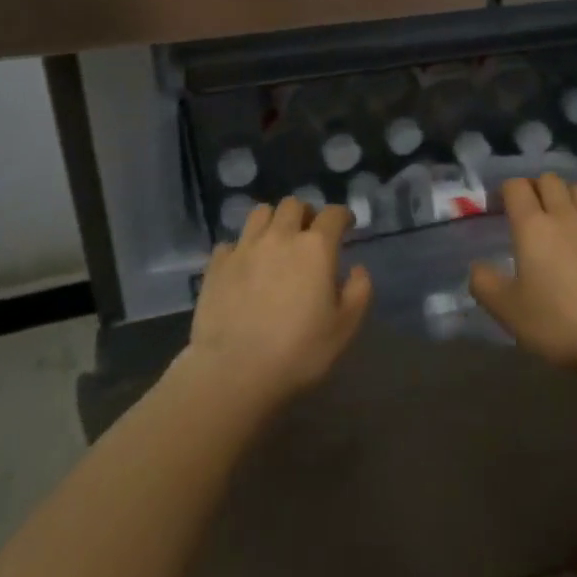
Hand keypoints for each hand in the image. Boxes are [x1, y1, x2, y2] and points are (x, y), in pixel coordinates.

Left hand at [186, 197, 372, 404]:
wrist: (235, 371)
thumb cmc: (299, 352)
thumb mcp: (344, 328)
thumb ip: (359, 292)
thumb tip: (357, 269)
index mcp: (315, 248)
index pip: (333, 214)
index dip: (343, 216)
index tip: (346, 225)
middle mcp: (280, 236)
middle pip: (293, 205)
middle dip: (305, 214)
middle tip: (309, 234)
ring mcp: (244, 247)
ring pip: (260, 213)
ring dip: (273, 221)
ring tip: (275, 242)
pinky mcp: (217, 264)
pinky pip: (231, 242)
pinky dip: (241, 249)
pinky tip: (244, 267)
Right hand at [470, 175, 576, 372]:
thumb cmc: (557, 322)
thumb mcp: (506, 310)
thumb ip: (484, 284)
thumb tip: (477, 268)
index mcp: (532, 226)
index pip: (516, 186)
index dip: (506, 191)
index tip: (500, 208)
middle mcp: (566, 216)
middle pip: (551, 180)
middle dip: (538, 187)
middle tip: (531, 211)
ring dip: (571, 196)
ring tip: (565, 218)